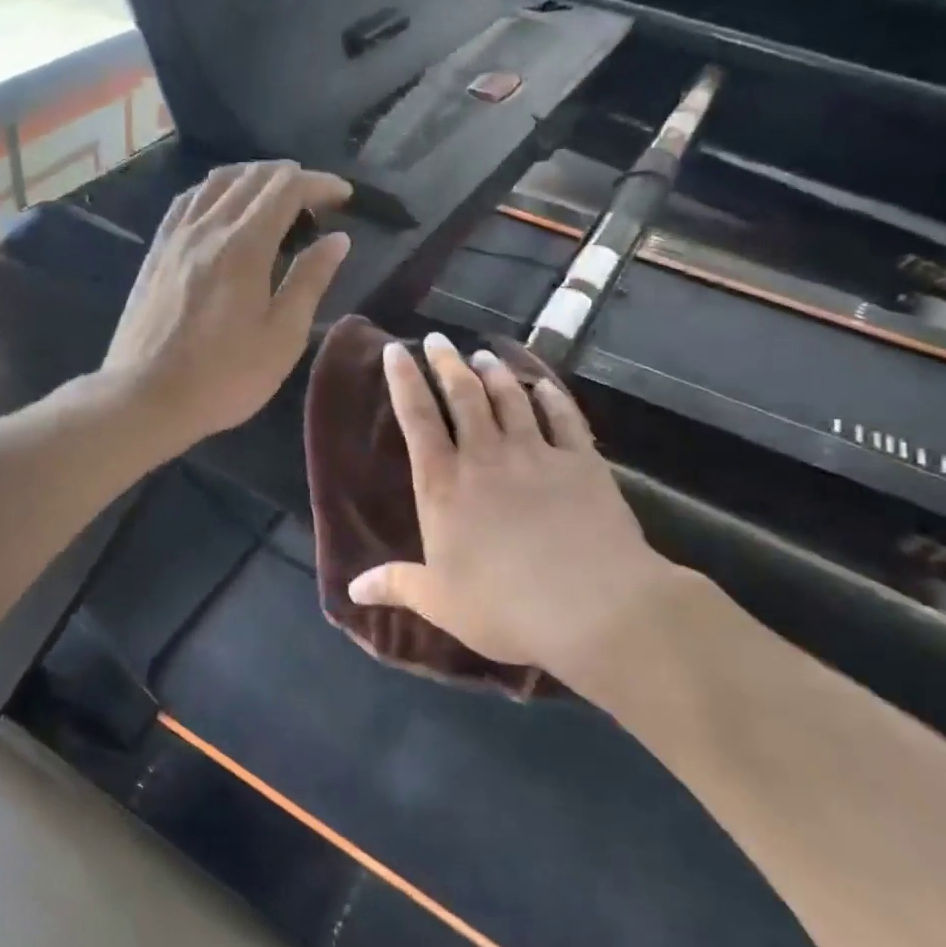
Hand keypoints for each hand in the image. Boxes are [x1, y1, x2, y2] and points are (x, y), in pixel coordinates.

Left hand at [104, 161, 351, 450]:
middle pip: (253, 177)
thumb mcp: (282, 337)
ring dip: (252, 177)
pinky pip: (188, 200)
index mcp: (245, 246)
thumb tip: (337, 240)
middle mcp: (208, 227)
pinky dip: (215, 190)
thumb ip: (310, 281)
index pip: (287, 188)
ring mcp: (176, 236)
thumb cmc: (223, 376)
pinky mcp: (156, 251)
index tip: (344, 195)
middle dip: (291, 176)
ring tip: (274, 193)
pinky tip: (222, 206)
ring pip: (217, 182)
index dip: (320, 183)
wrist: (145, 396)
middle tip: (316, 197)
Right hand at [347, 334, 690, 684]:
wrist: (595, 607)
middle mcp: (486, 458)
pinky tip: (543, 386)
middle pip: (463, 396)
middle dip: (447, 364)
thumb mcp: (440, 602)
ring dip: (494, 374)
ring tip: (483, 355)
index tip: (395, 350)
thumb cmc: (504, 605)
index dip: (404, 381)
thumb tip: (351, 589)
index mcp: (444, 486)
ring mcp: (536, 455)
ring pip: (510, 400)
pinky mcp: (582, 463)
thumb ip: (396, 585)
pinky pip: (564, 418)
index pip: (416, 420)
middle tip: (438, 340)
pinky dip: (552, 397)